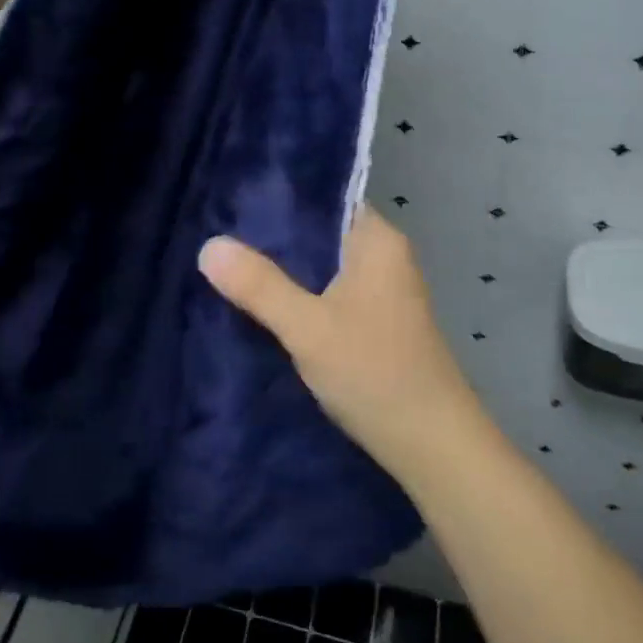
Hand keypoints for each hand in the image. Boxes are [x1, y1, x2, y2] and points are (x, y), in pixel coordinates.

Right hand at [199, 206, 483, 482]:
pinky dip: (300, 292)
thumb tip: (209, 245)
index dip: (280, 196)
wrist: (433, 446)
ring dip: (285, 267)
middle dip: (274, 236)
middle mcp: (384, 255)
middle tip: (220, 231)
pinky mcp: (376, 320)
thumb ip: (259, 286)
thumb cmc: (375, 373)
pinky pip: (329, 290)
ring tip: (231, 261)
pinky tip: (264, 300)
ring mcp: (382, 289)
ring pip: (323, 264)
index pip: (324, 197)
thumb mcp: (308, 327)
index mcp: (377, 240)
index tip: (233, 198)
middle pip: (320, 231)